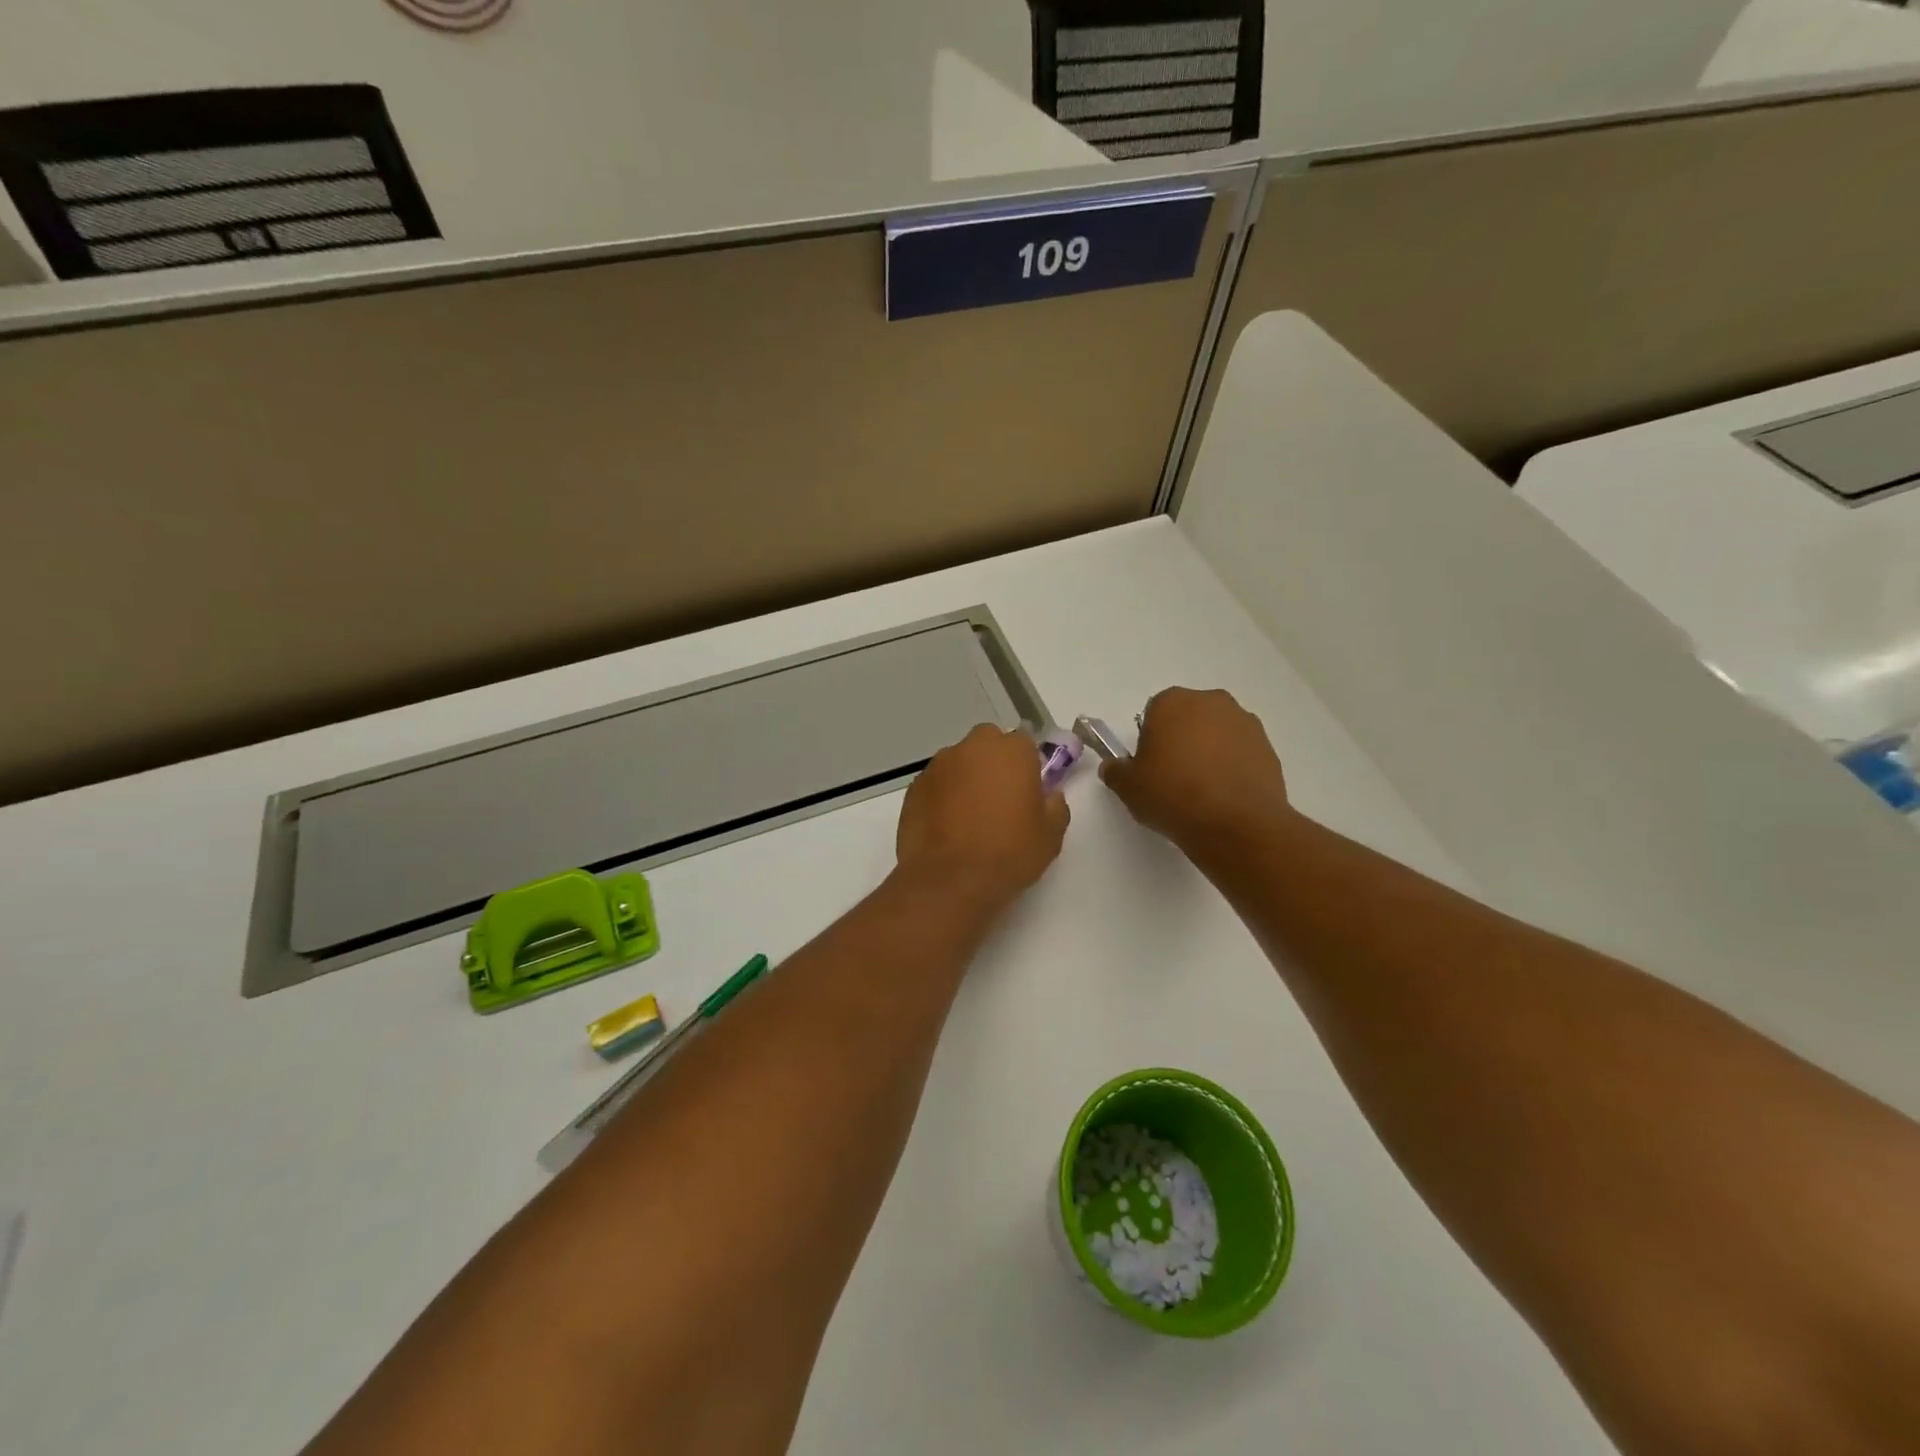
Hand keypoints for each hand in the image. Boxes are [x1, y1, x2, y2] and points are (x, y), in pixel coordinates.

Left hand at [896, 724, 1069, 909]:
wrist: (949, 880)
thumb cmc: (1008, 853)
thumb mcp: (1050, 836)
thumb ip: (1055, 806)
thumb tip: (1050, 796)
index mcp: (1011, 751)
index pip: (1024, 743)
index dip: (1027, 765)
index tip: (1028, 791)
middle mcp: (972, 748)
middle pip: (987, 744)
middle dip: (994, 763)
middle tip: (999, 799)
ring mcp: (938, 766)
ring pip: (959, 762)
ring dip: (966, 779)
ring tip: (970, 817)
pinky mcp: (914, 788)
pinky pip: (936, 784)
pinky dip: (942, 797)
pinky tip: (947, 826)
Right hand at [1100, 688, 1292, 854]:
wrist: (1236, 823)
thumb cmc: (1172, 795)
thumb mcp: (1128, 787)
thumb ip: (1116, 771)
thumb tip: (1114, 767)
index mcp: (1172, 702)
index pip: (1154, 713)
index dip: (1150, 740)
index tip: (1151, 767)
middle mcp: (1211, 702)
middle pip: (1189, 718)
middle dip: (1182, 741)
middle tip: (1174, 778)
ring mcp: (1245, 722)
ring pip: (1217, 734)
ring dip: (1210, 752)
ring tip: (1203, 791)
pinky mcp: (1268, 747)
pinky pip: (1241, 753)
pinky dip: (1233, 767)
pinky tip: (1225, 797)